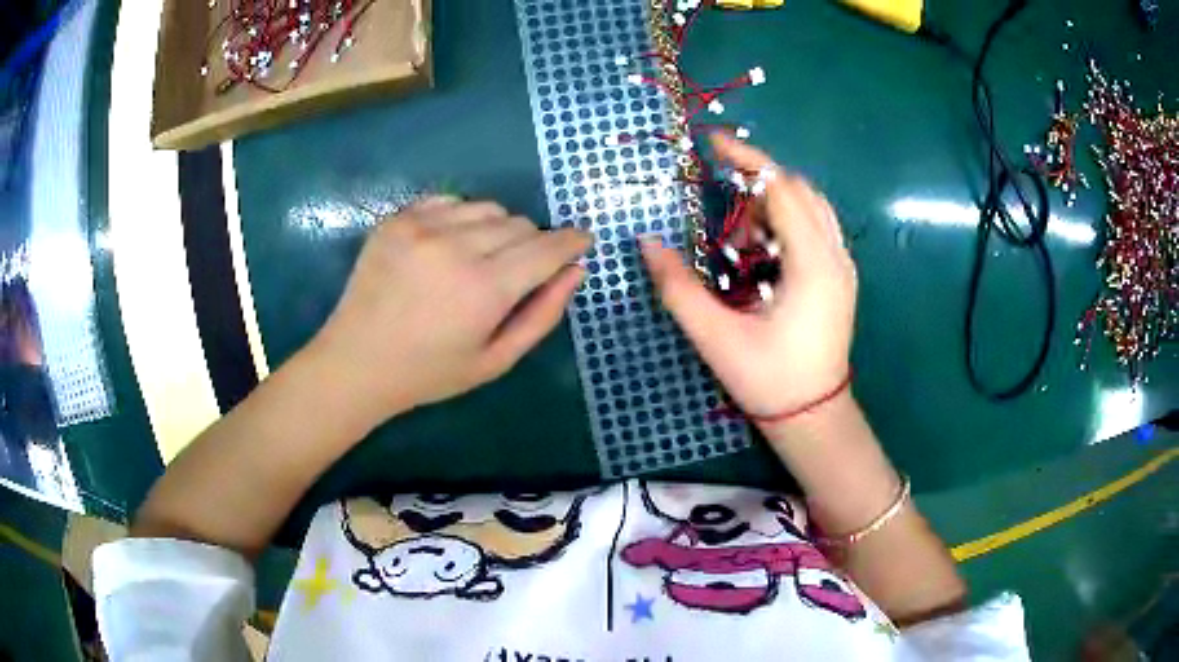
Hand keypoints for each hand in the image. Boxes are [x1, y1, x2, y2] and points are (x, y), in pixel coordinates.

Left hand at [309, 197, 591, 422]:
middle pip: (520, 224)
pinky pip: (451, 201)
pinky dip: (461, 218)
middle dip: (531, 244)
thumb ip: (542, 314)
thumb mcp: (495, 360)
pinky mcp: (398, 218)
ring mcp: (422, 226)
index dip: (571, 241)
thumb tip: (576, 270)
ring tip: (477, 260)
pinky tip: (446, 247)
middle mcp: (456, 246)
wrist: (356, 361)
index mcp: (484, 289)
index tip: (583, 240)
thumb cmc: (429, 372)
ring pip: (488, 208)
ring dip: (497, 229)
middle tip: (513, 274)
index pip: (546, 249)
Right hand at [641, 133, 856, 422]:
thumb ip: (679, 287)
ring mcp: (843, 267)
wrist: (813, 418)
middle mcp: (836, 256)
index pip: (783, 189)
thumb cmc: (770, 381)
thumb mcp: (717, 338)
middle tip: (721, 202)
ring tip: (738, 233)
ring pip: (811, 207)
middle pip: (800, 190)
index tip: (713, 143)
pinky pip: (816, 228)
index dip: (747, 160)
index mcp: (813, 265)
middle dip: (758, 183)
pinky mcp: (839, 278)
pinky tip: (762, 250)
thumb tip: (647, 243)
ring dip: (772, 204)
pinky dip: (786, 222)